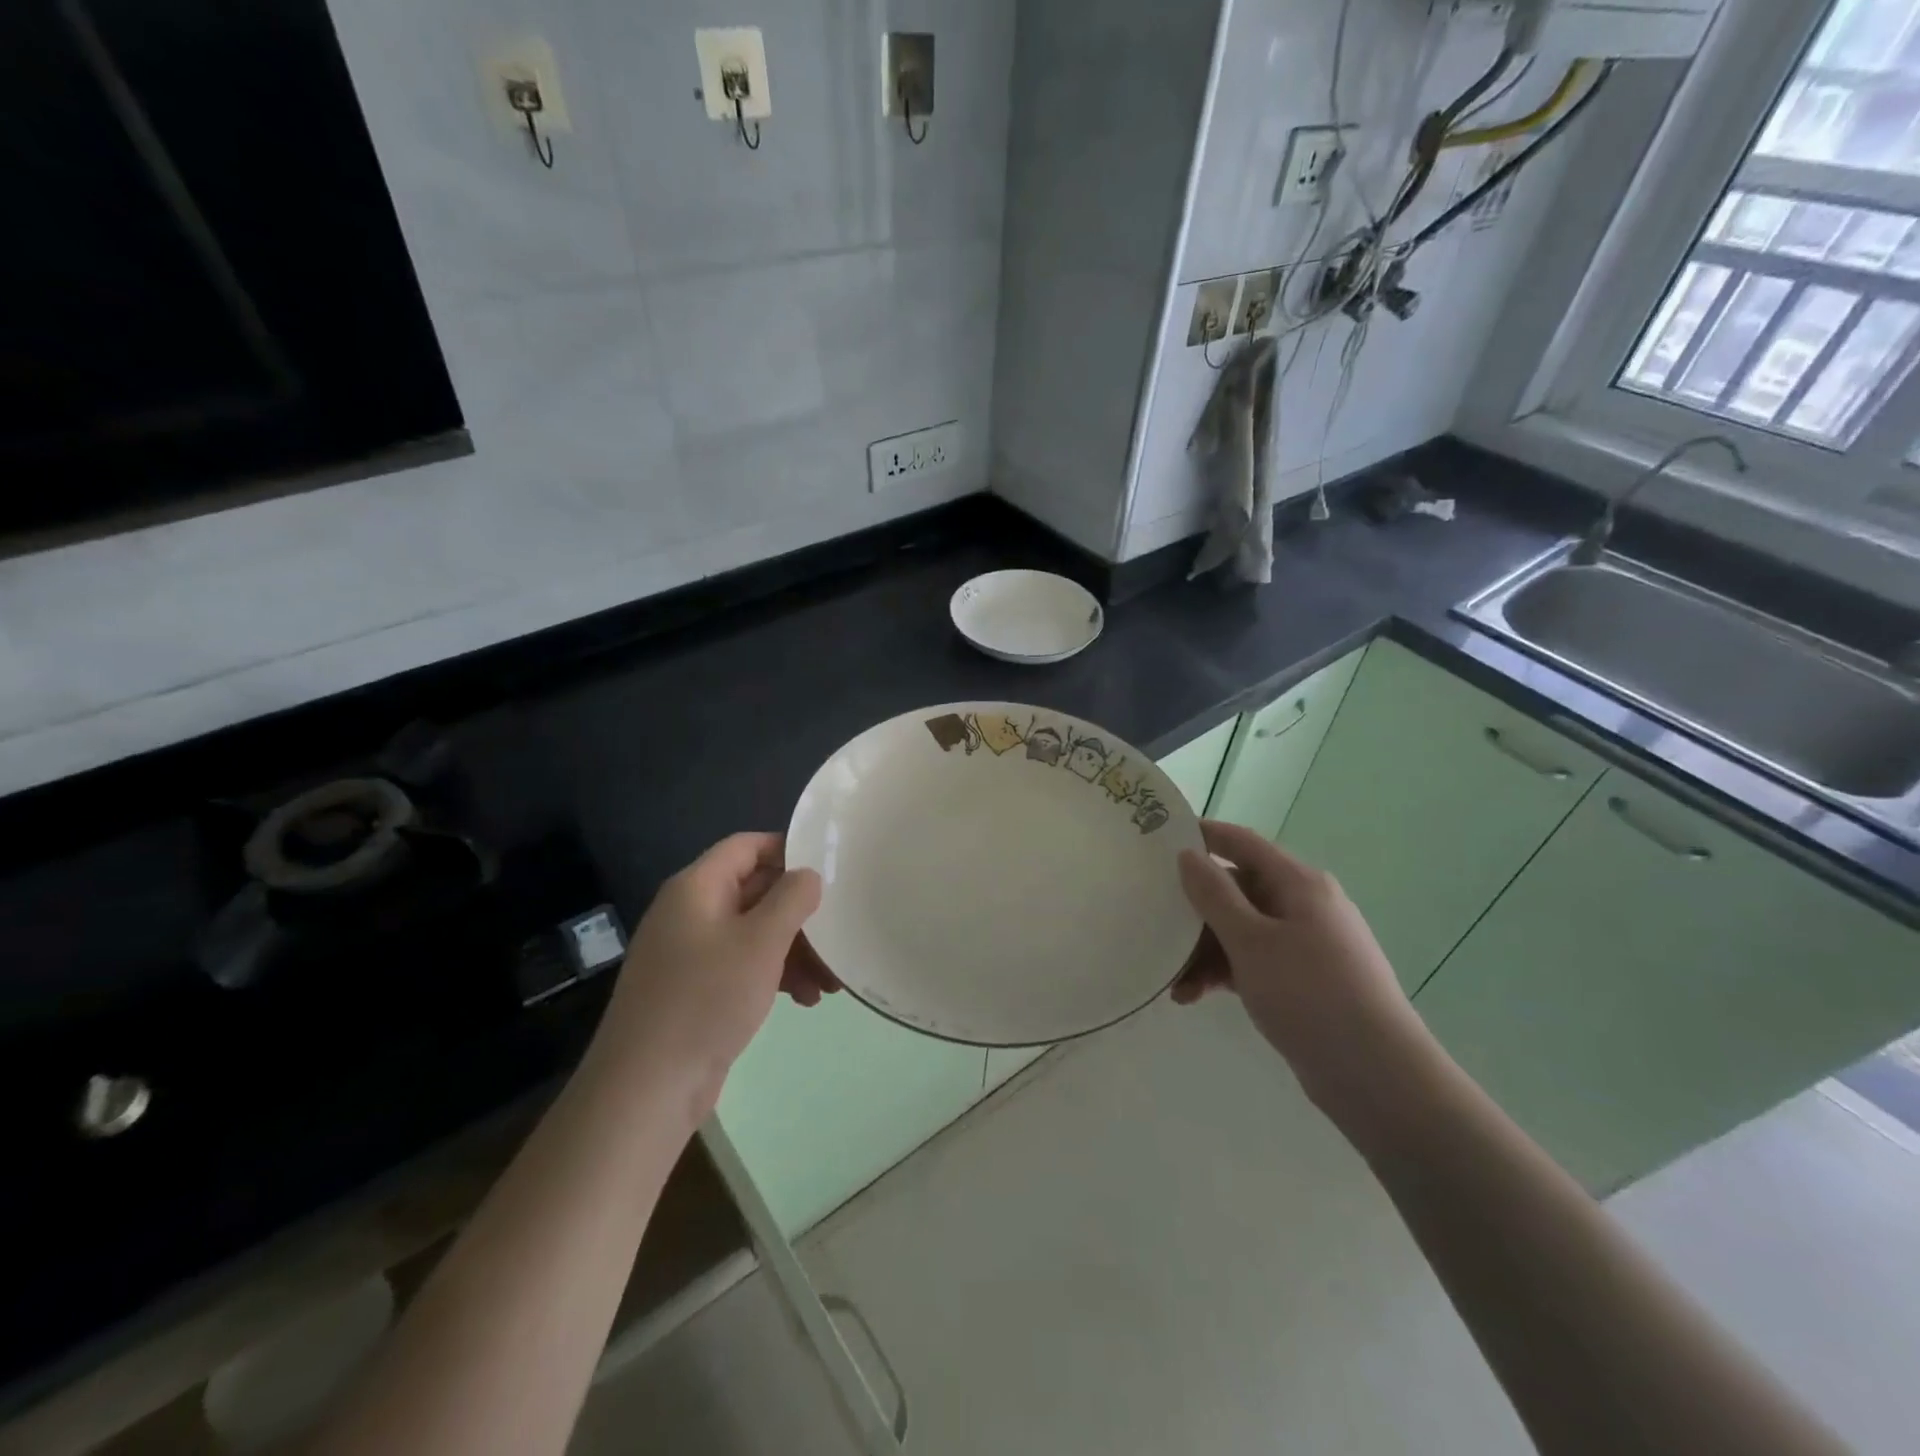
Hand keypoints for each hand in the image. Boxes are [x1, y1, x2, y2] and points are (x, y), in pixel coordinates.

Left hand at [594, 833, 827, 1112]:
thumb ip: (792, 898)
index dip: (788, 850)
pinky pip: (743, 965)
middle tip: (840, 935)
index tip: (829, 868)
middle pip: (756, 892)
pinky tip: (805, 1000)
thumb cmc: (707, 999)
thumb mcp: (761, 941)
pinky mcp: (695, 989)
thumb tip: (808, 875)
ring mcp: (690, 953)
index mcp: (696, 888)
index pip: (746, 846)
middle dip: (801, 914)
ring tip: (831, 982)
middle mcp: (690, 912)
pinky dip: (775, 974)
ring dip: (796, 950)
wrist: (647, 1088)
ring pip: (755, 933)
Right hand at [1173, 820, 1426, 1117]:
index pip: (1241, 843)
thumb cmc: (1310, 995)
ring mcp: (1306, 944)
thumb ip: (1214, 895)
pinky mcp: (1304, 979)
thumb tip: (1188, 855)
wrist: (1378, 1078)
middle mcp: (1304, 905)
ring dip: (1204, 951)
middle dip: (1195, 911)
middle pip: (1236, 890)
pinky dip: (1225, 973)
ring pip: (1241, 930)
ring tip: (1175, 984)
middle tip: (1154, 928)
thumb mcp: (1251, 941)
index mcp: (1298, 883)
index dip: (1201, 836)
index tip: (1156, 841)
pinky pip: (1253, 961)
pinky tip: (1195, 997)